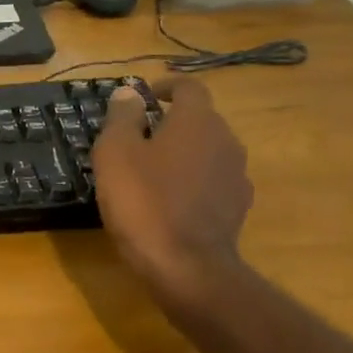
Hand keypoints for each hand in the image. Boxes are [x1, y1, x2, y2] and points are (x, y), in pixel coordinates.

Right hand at [91, 77, 253, 304]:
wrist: (185, 265)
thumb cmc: (143, 201)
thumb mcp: (115, 153)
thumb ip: (122, 118)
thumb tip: (129, 93)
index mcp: (197, 121)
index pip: (188, 87)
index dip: (166, 87)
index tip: (144, 97)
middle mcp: (226, 140)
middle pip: (200, 119)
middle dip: (171, 123)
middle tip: (138, 138)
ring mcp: (236, 175)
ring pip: (207, 151)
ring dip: (183, 153)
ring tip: (152, 172)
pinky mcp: (237, 206)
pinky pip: (212, 181)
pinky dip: (193, 181)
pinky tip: (170, 201)